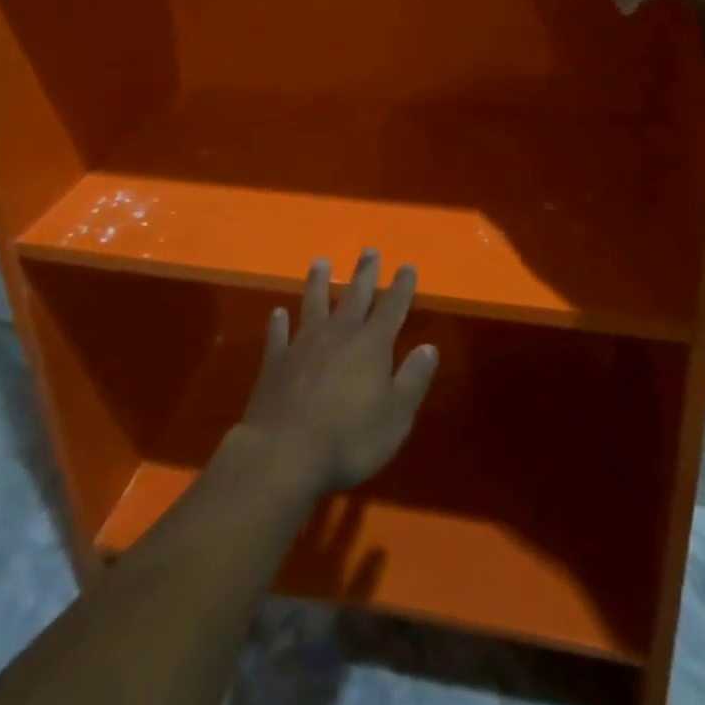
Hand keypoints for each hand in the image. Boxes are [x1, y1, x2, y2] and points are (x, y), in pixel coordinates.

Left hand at [234, 251, 438, 496]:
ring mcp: (303, 344)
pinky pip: (278, 335)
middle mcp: (339, 334)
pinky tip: (278, 312)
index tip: (407, 266)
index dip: (402, 286)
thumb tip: (429, 348)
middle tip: (369, 250)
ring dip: (318, 283)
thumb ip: (413, 379)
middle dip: (365, 273)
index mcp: (372, 344)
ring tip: (320, 263)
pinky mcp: (275, 362)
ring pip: (313, 304)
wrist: (284, 453)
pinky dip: (279, 322)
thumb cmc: (349, 439)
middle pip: (354, 296)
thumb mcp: (396, 416)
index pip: (392, 307)